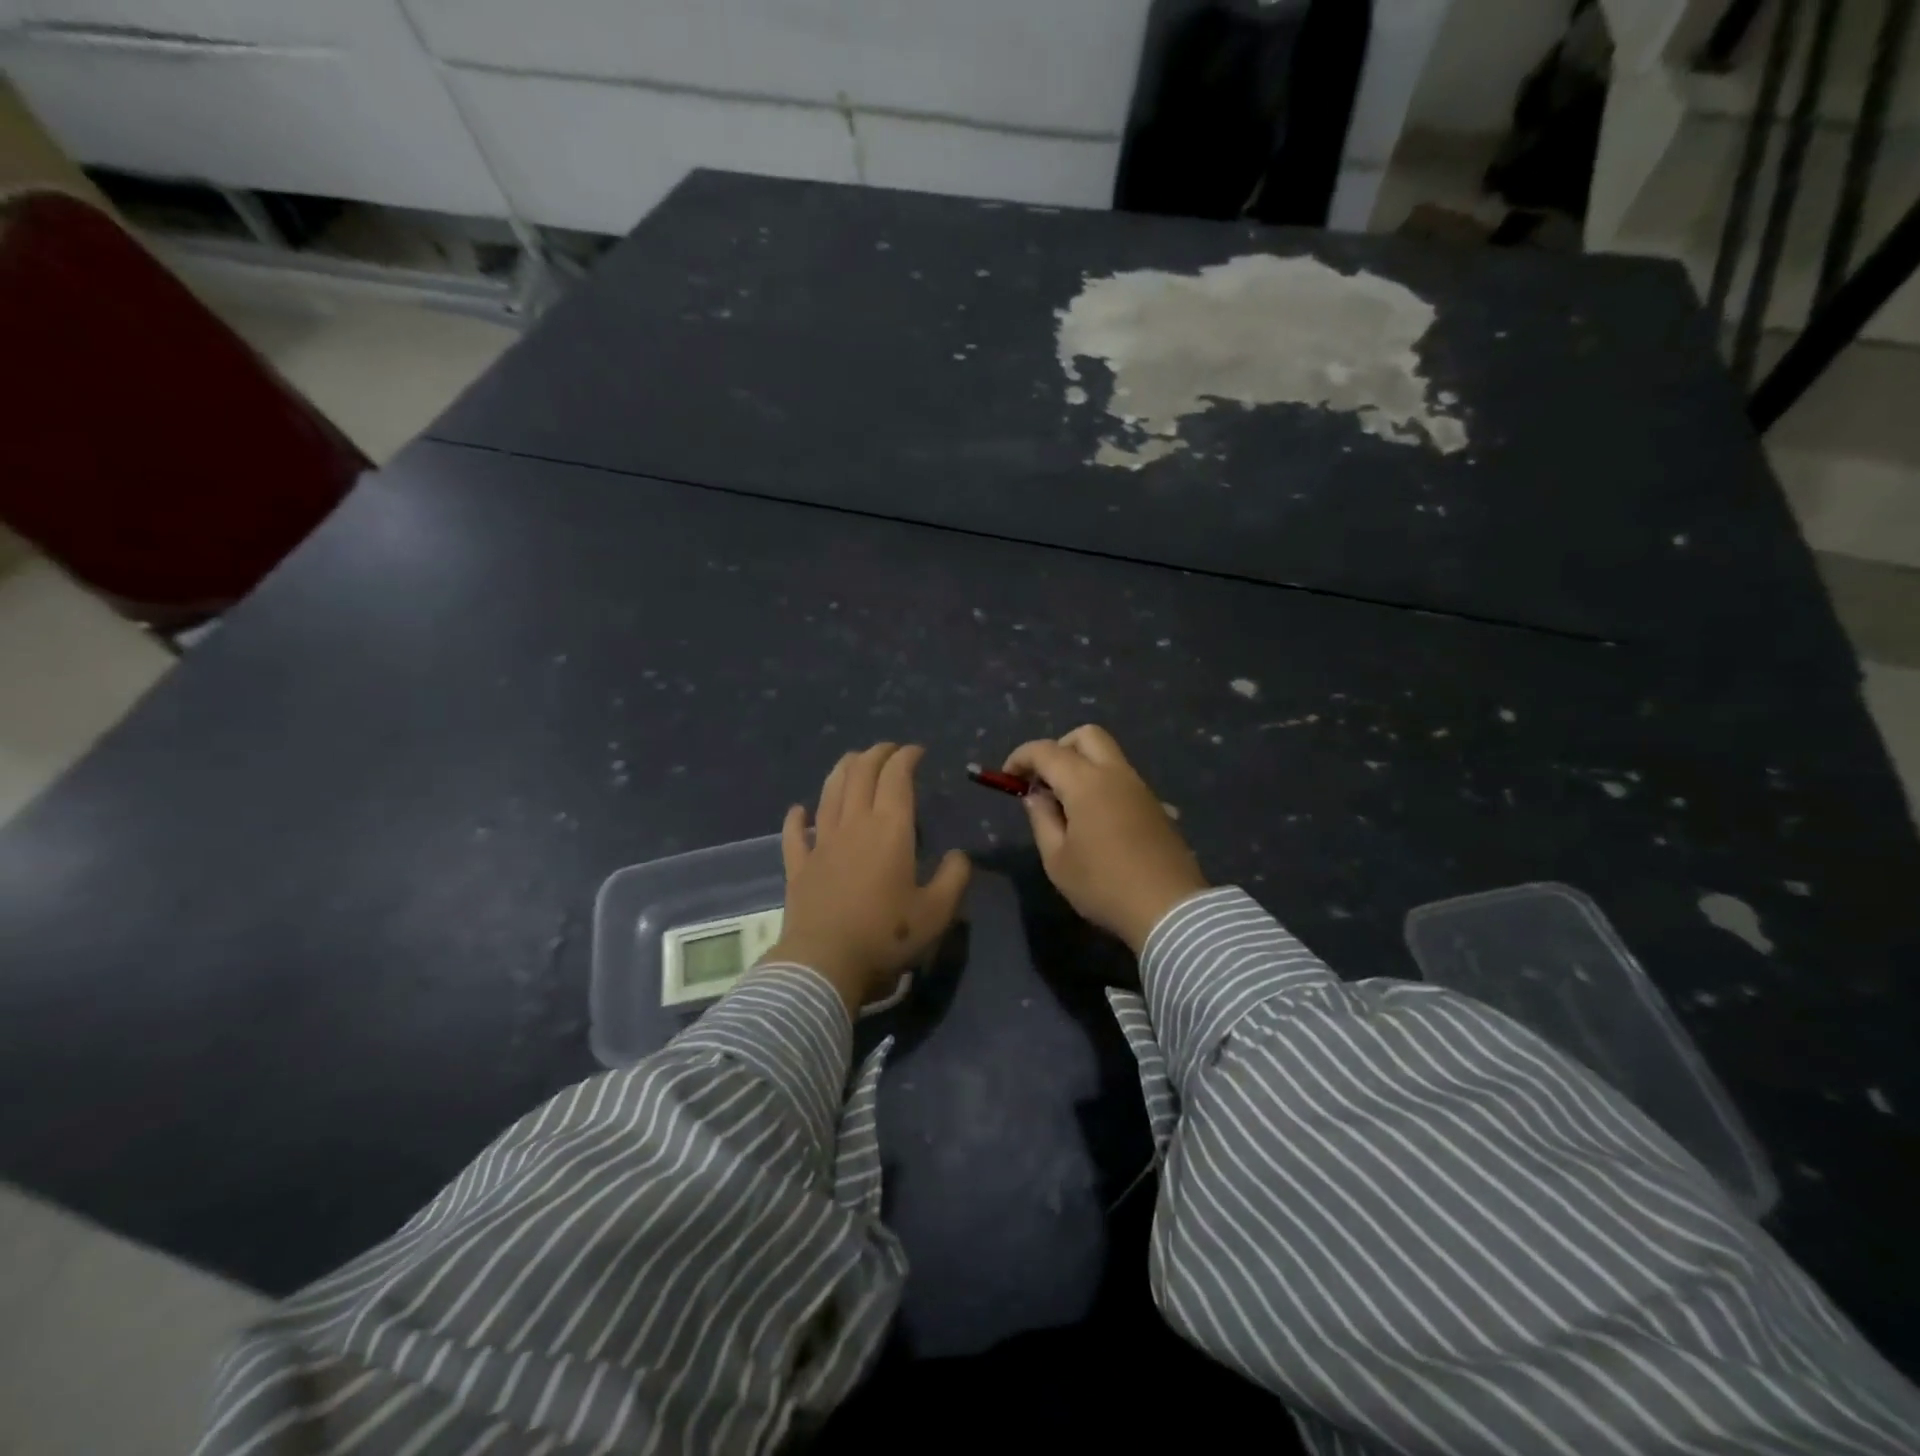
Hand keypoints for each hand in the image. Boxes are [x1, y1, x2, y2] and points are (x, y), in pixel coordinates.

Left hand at [763, 743, 971, 1015]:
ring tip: (853, 761)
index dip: (906, 757)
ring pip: (830, 793)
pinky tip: (799, 810)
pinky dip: (797, 817)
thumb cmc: (886, 935)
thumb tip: (958, 856)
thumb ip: (954, 878)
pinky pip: (795, 834)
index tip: (916, 751)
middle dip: (876, 755)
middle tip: (889, 750)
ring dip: (842, 771)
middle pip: (861, 774)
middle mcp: (854, 824)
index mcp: (890, 829)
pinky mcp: (800, 866)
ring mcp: (822, 843)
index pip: (897, 777)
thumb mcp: (937, 911)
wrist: (825, 962)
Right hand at [1004, 725, 1206, 954]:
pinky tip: (1094, 819)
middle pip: (1086, 736)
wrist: (1170, 909)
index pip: (1046, 751)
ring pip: (1108, 755)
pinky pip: (1122, 778)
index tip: (1008, 778)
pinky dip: (1101, 783)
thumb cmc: (1104, 885)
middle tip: (1043, 780)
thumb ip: (1042, 819)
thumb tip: (1036, 796)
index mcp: (1086, 783)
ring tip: (1065, 804)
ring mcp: (1140, 788)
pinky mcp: (1155, 805)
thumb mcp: (1057, 860)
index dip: (1021, 757)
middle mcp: (1116, 774)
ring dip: (1082, 765)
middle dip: (1058, 748)